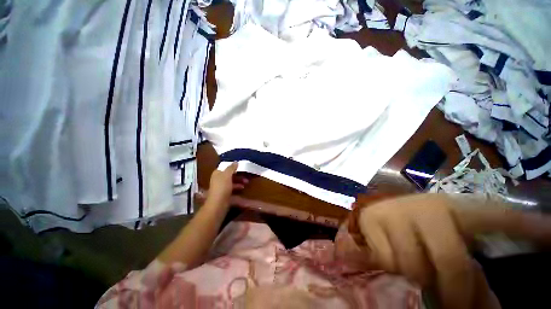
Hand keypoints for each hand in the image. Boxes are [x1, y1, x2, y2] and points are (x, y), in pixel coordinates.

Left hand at [207, 162, 248, 204]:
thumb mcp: (227, 175)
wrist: (218, 204)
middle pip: (229, 174)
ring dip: (239, 181)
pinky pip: (232, 188)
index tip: (241, 166)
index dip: (232, 166)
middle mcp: (218, 179)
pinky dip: (237, 186)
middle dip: (238, 174)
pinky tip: (243, 187)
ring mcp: (221, 187)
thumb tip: (236, 162)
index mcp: (217, 173)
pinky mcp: (225, 193)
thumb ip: (231, 168)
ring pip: (232, 181)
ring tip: (247, 182)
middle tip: (246, 174)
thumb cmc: (222, 187)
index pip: (225, 167)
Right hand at [357, 194, 550, 308]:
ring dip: (417, 276)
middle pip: (451, 262)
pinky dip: (392, 267)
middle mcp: (427, 208)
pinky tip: (391, 257)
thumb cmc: (423, 227)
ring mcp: (394, 212)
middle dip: (454, 290)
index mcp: (457, 208)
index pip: (499, 216)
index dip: (530, 227)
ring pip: (412, 265)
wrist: (382, 209)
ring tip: (415, 266)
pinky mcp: (371, 219)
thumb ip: (476, 276)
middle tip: (454, 303)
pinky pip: (386, 260)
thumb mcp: (452, 243)